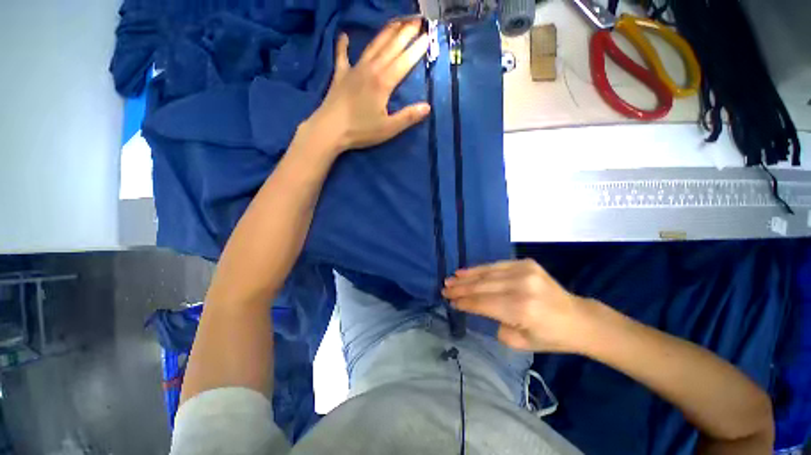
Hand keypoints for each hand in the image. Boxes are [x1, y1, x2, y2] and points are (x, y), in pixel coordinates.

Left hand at [304, 19, 430, 154]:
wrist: (330, 129)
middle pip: (390, 47)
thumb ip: (408, 117)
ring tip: (396, 21)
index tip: (428, 36)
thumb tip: (427, 107)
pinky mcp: (340, 75)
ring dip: (385, 32)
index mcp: (383, 82)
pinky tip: (344, 35)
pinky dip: (343, 45)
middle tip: (417, 20)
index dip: (417, 49)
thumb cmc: (361, 130)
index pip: (404, 61)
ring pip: (372, 46)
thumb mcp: (388, 128)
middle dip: (405, 33)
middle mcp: (370, 69)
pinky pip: (341, 55)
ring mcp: (354, 69)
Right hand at [442, 259, 592, 352]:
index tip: (449, 301)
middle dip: (460, 289)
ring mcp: (524, 271)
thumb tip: (478, 308)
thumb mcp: (519, 342)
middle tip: (444, 289)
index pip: (482, 303)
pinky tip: (466, 271)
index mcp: (520, 309)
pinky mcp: (526, 263)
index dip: (464, 302)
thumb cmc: (550, 336)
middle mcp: (520, 286)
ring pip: (486, 273)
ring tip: (451, 279)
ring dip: (466, 277)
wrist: (577, 318)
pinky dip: (480, 269)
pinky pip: (496, 265)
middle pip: (482, 286)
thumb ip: (494, 325)